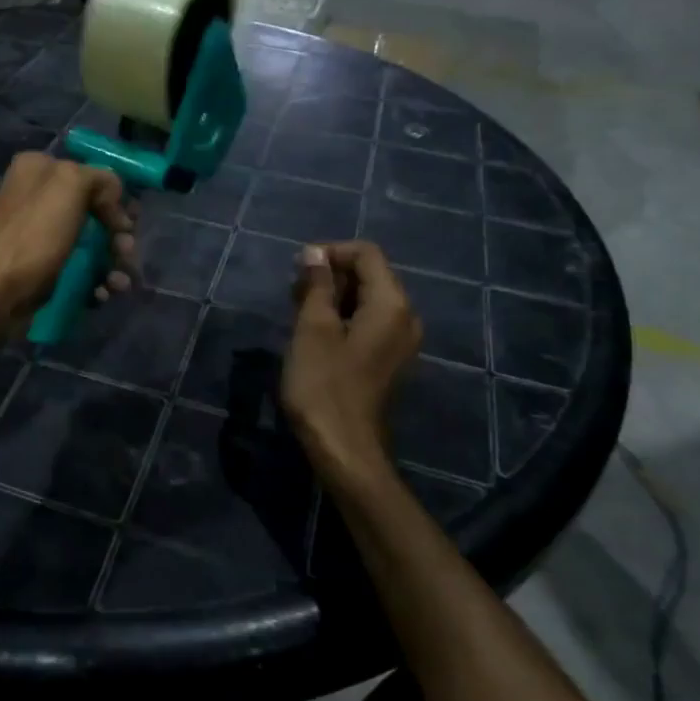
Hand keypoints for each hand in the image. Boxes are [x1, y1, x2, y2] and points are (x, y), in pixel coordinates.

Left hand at [0, 152, 137, 330]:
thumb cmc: (33, 235)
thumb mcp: (70, 185)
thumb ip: (99, 177)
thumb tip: (114, 197)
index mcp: (39, 169)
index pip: (90, 174)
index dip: (115, 197)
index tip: (129, 222)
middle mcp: (36, 197)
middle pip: (94, 211)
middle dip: (117, 234)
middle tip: (127, 252)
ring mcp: (37, 235)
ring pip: (90, 243)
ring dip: (112, 262)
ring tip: (118, 283)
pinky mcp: (41, 267)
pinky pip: (78, 269)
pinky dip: (95, 280)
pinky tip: (103, 294)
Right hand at [281, 242, 421, 477]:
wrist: (344, 448)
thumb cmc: (324, 384)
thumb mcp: (312, 327)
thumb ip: (317, 284)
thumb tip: (315, 253)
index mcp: (392, 304)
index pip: (366, 253)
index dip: (330, 252)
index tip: (297, 268)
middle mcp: (406, 317)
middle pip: (370, 275)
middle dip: (331, 275)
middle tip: (293, 292)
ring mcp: (402, 341)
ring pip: (368, 299)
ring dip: (333, 296)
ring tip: (299, 310)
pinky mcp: (391, 359)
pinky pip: (370, 322)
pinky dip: (344, 317)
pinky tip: (316, 332)